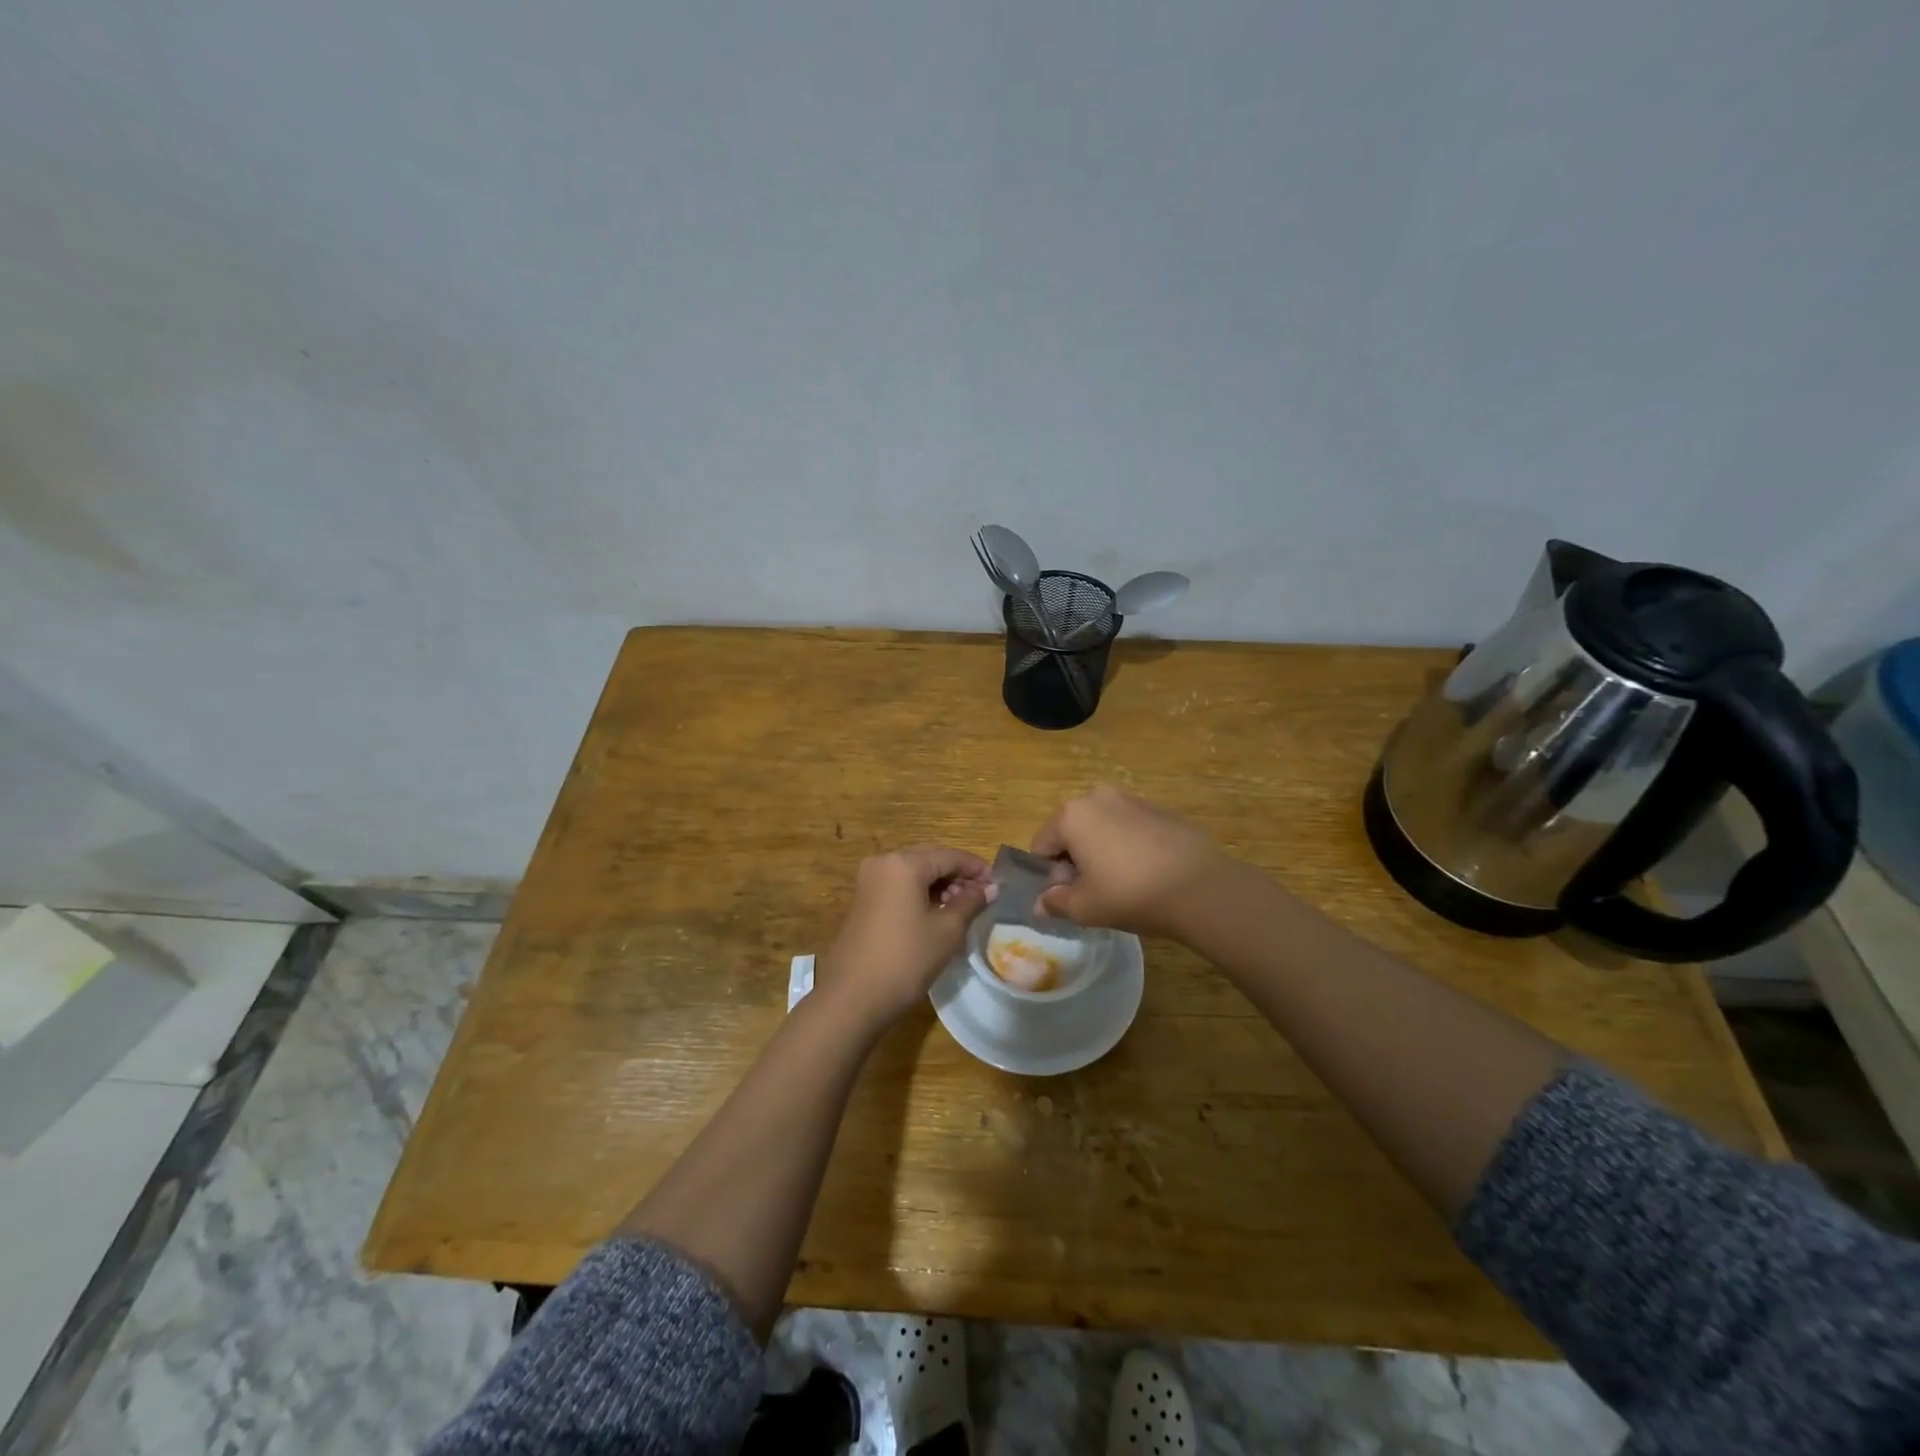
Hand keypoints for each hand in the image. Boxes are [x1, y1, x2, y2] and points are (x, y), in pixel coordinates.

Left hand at [816, 847, 994, 1029]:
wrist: (853, 997)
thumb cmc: (906, 959)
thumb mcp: (946, 930)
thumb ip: (970, 902)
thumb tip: (990, 888)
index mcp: (904, 863)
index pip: (949, 855)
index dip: (976, 868)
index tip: (997, 884)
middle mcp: (883, 862)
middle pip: (929, 859)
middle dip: (957, 875)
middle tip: (981, 896)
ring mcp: (869, 880)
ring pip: (913, 872)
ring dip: (939, 884)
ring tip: (961, 907)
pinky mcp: (863, 899)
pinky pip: (899, 885)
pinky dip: (920, 893)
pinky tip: (936, 913)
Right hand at [1031, 786, 1237, 938]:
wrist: (1199, 886)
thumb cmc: (1129, 894)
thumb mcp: (1084, 907)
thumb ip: (1056, 902)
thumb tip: (1041, 904)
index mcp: (1071, 815)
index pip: (1042, 845)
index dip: (1049, 875)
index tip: (1068, 896)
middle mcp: (1097, 797)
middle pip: (1072, 831)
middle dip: (1075, 860)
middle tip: (1094, 891)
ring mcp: (1132, 799)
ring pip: (1102, 827)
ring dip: (1102, 851)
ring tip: (1123, 883)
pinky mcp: (1160, 809)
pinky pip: (1130, 828)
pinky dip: (1130, 846)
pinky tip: (1147, 873)